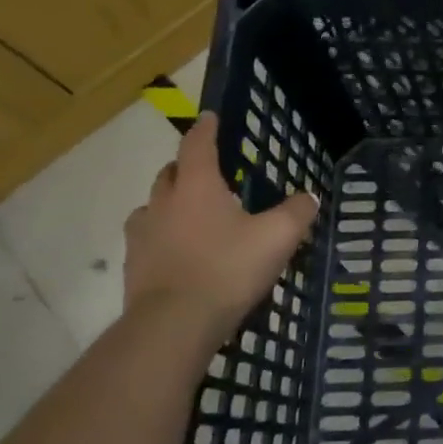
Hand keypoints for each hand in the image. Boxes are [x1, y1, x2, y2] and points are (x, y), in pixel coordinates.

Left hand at [124, 113, 317, 345]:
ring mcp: (143, 236)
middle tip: (208, 173)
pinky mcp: (133, 268)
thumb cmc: (227, 269)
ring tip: (192, 215)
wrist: (173, 327)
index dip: (205, 128)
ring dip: (170, 203)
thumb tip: (308, 197)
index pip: (197, 144)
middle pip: (170, 173)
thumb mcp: (277, 237)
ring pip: (152, 207)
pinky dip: (163, 237)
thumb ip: (296, 212)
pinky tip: (181, 253)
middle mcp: (163, 203)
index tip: (210, 116)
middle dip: (186, 167)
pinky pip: (147, 240)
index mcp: (197, 186)